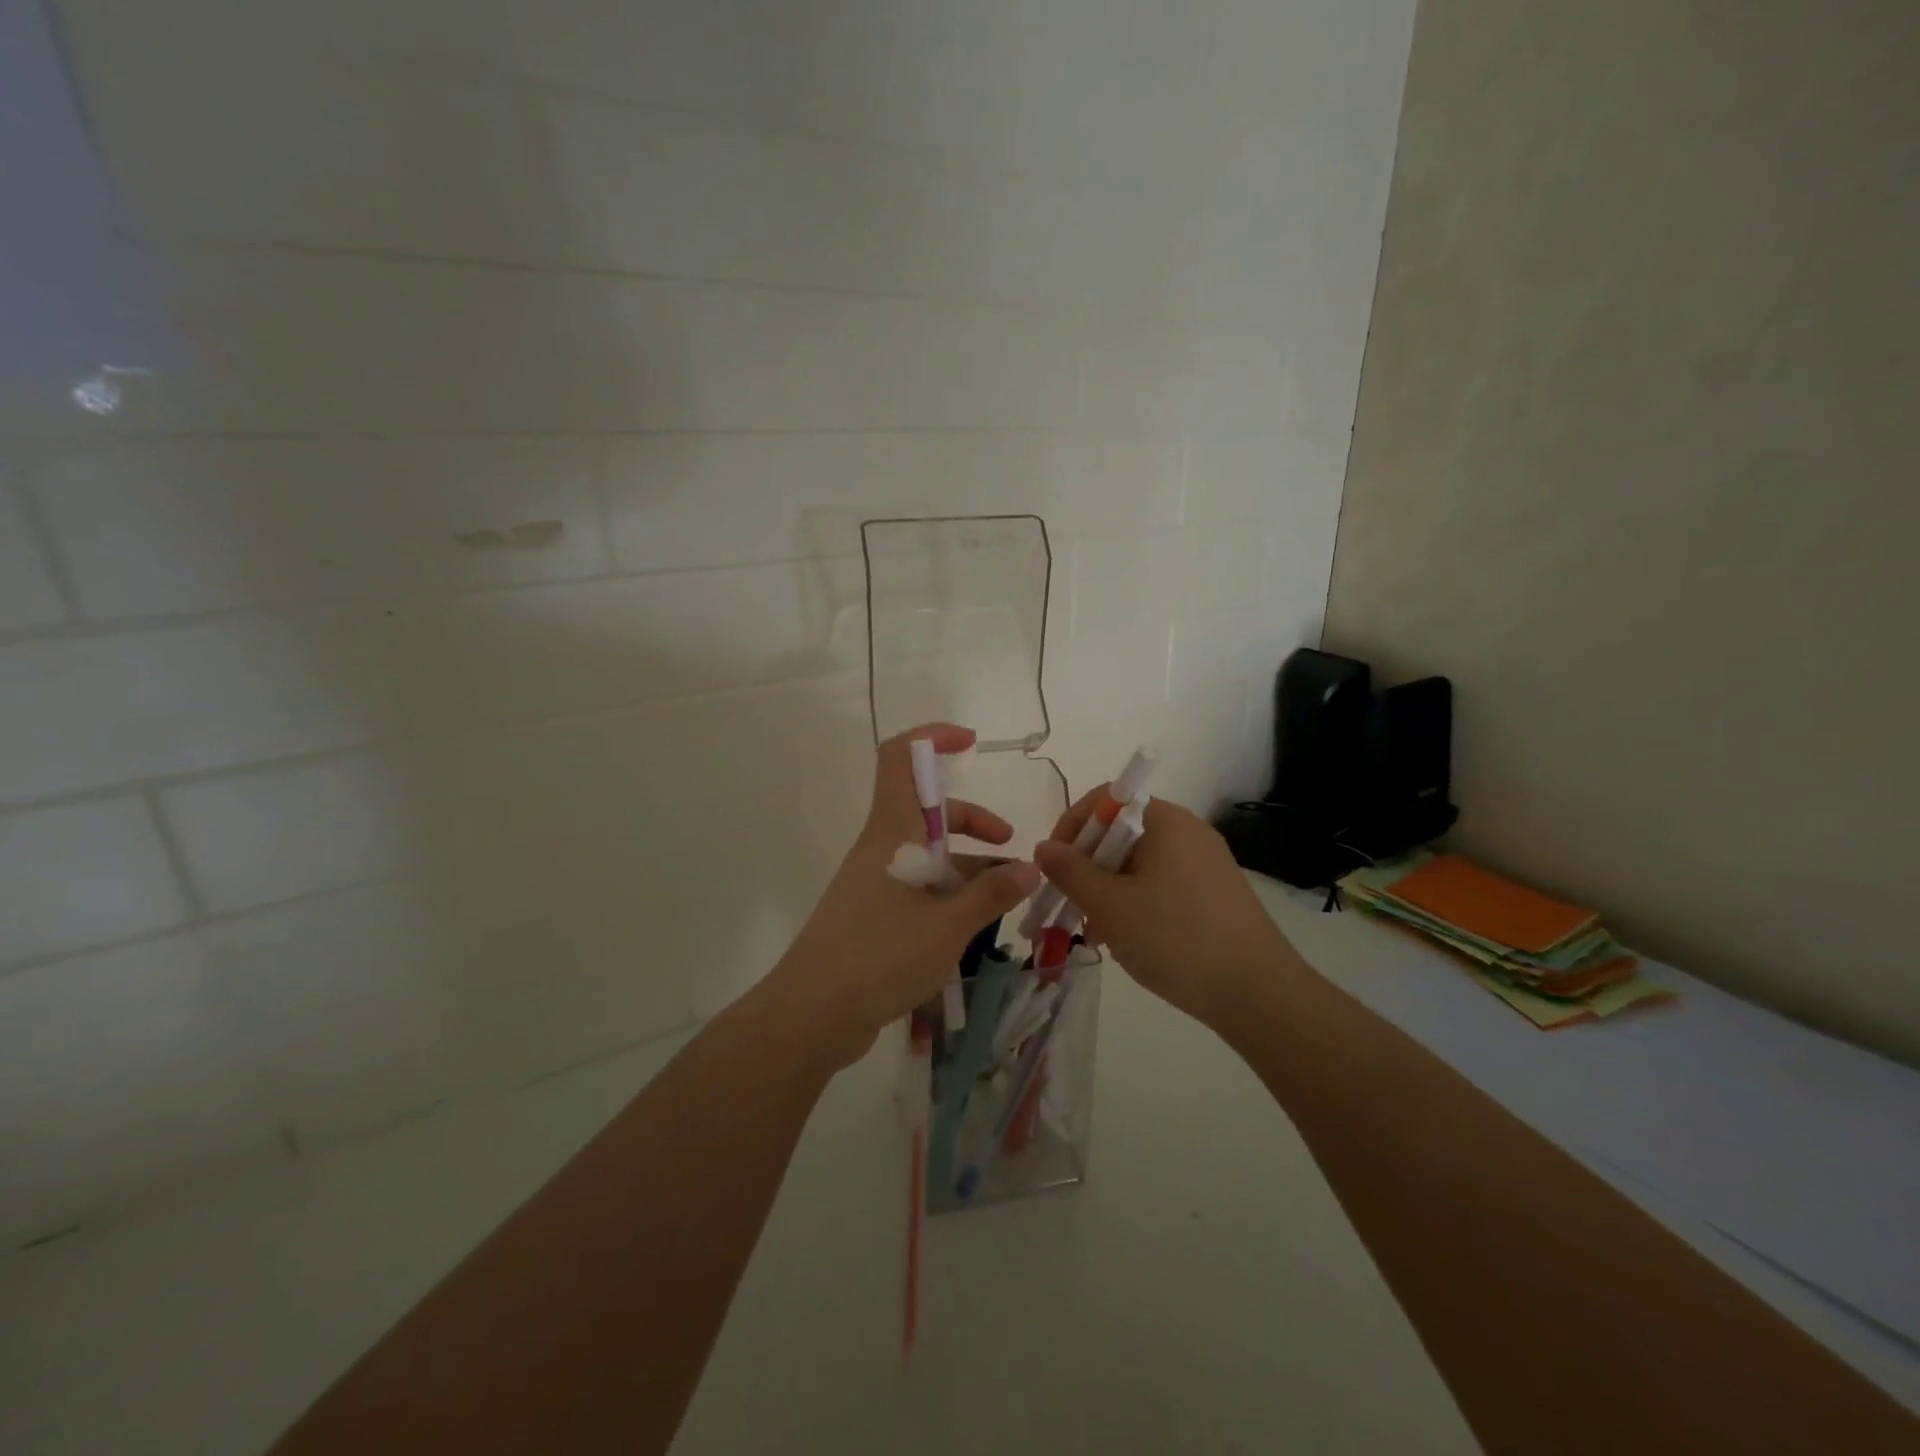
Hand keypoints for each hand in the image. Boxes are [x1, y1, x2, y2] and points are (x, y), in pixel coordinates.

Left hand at [759, 723, 1040, 1070]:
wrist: (812, 1014)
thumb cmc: (880, 956)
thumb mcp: (949, 925)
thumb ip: (992, 893)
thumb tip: (1032, 868)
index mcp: (892, 833)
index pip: (901, 759)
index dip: (932, 739)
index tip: (970, 743)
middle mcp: (881, 848)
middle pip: (926, 810)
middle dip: (971, 819)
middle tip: (1008, 844)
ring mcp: (874, 882)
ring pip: (926, 853)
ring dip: (966, 864)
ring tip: (1005, 896)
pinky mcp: (872, 914)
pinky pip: (917, 886)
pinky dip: (948, 893)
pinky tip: (972, 925)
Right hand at [1032, 793, 1294, 1025]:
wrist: (1258, 994)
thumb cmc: (1175, 938)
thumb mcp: (1109, 905)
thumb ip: (1070, 871)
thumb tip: (1044, 846)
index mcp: (1166, 821)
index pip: (1106, 799)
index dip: (1072, 826)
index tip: (1054, 866)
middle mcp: (1189, 833)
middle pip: (1121, 833)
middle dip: (1088, 867)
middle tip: (1071, 906)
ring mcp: (1206, 864)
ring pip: (1139, 865)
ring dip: (1109, 891)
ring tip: (1098, 933)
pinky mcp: (1216, 895)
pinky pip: (1162, 885)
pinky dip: (1137, 904)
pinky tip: (1130, 941)